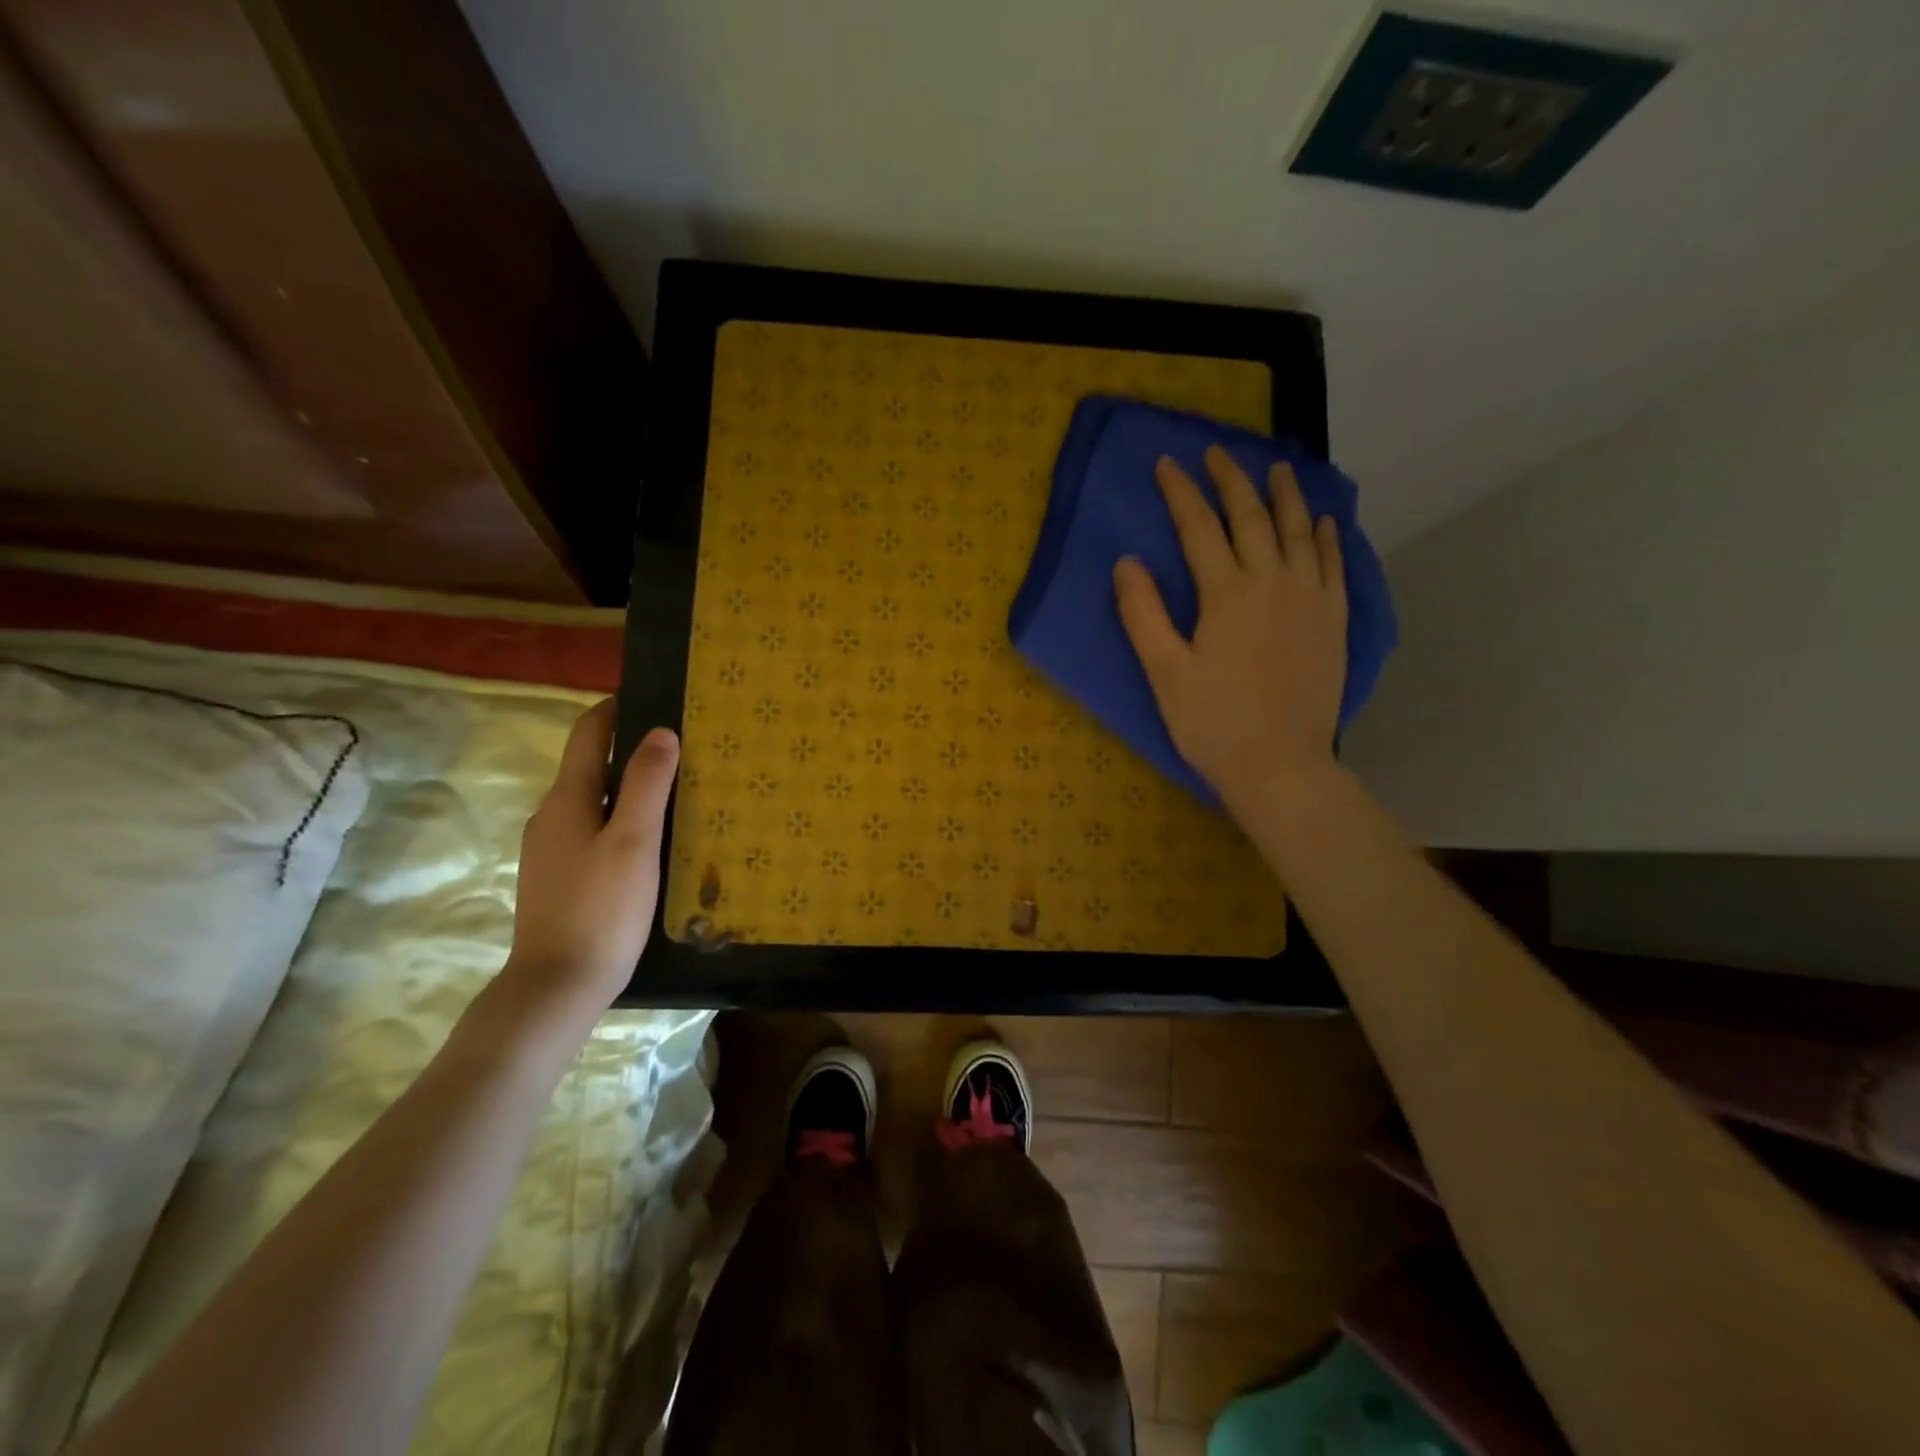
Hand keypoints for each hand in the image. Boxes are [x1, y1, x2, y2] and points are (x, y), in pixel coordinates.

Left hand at [501, 700, 679, 1027]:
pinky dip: (622, 820)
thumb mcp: (635, 841)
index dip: (618, 708)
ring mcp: (551, 849)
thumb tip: (661, 732)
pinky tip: (652, 841)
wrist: (557, 985)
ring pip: (594, 801)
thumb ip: (647, 784)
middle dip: (633, 749)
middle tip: (684, 749)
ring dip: (630, 788)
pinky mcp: (560, 878)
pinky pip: (594, 831)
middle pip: (592, 764)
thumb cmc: (601, 909)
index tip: (658, 698)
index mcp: (567, 798)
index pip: (589, 732)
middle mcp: (552, 815)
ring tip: (678, 792)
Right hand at [1114, 445, 1346, 809]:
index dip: (1180, 493)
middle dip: (1231, 480)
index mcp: (1227, 593)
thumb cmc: (1213, 723)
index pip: (1199, 527)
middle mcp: (1274, 582)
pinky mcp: (1334, 621)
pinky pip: (1335, 565)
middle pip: (1252, 517)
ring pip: (1300, 532)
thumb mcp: (1164, 672)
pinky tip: (1325, 521)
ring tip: (1277, 468)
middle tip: (1217, 452)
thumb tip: (1127, 562)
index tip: (1167, 464)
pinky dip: (1329, 538)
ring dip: (1286, 496)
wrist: (1280, 765)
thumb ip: (1143, 614)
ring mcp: (1311, 599)